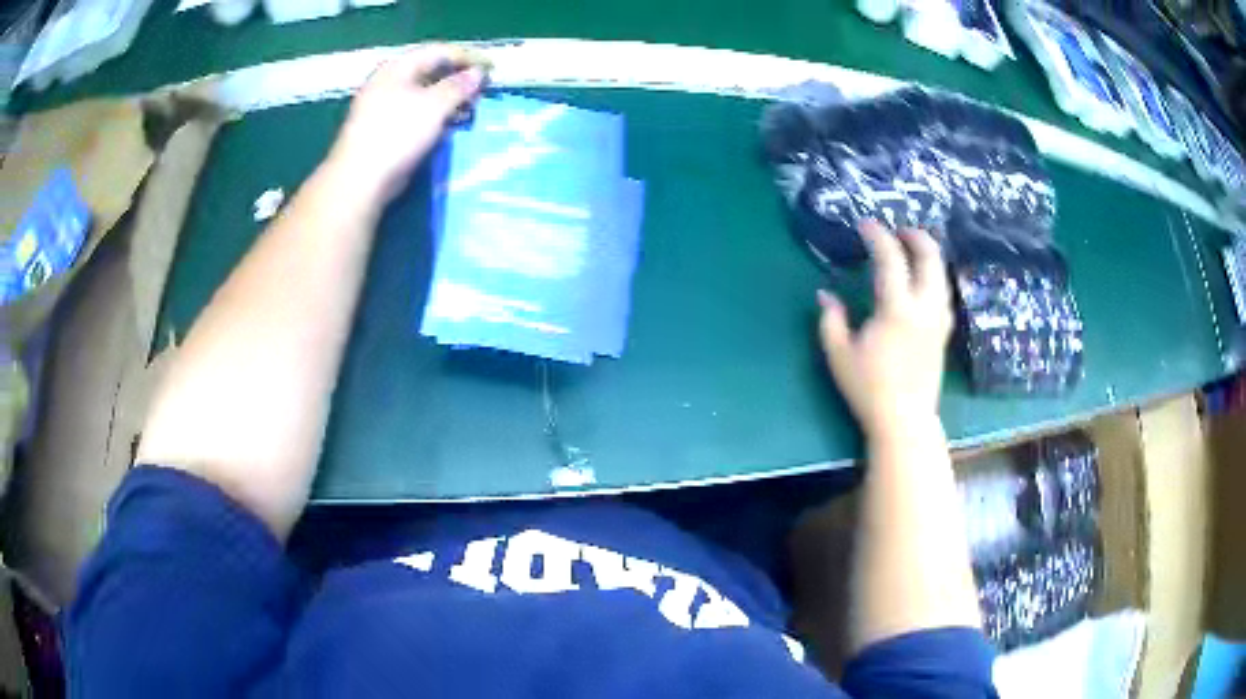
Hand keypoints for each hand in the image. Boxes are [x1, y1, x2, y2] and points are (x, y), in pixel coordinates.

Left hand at [326, 45, 484, 205]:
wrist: (361, 179)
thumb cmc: (397, 133)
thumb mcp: (435, 105)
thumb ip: (459, 86)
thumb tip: (478, 73)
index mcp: (397, 68)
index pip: (438, 51)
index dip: (467, 57)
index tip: (491, 69)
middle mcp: (389, 81)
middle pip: (430, 71)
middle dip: (458, 79)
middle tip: (481, 91)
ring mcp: (384, 106)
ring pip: (423, 94)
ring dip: (449, 100)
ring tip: (469, 110)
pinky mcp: (384, 129)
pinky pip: (416, 113)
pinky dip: (435, 116)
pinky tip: (449, 126)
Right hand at [817, 222, 952, 441]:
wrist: (904, 421)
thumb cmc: (869, 389)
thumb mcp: (839, 355)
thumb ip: (830, 320)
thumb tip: (825, 294)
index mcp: (896, 309)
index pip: (891, 259)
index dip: (877, 236)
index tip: (864, 225)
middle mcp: (924, 309)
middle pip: (930, 259)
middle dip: (916, 237)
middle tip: (899, 231)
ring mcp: (938, 321)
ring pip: (941, 275)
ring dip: (928, 256)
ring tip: (912, 250)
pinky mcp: (943, 334)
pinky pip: (943, 294)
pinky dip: (934, 277)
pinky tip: (924, 282)